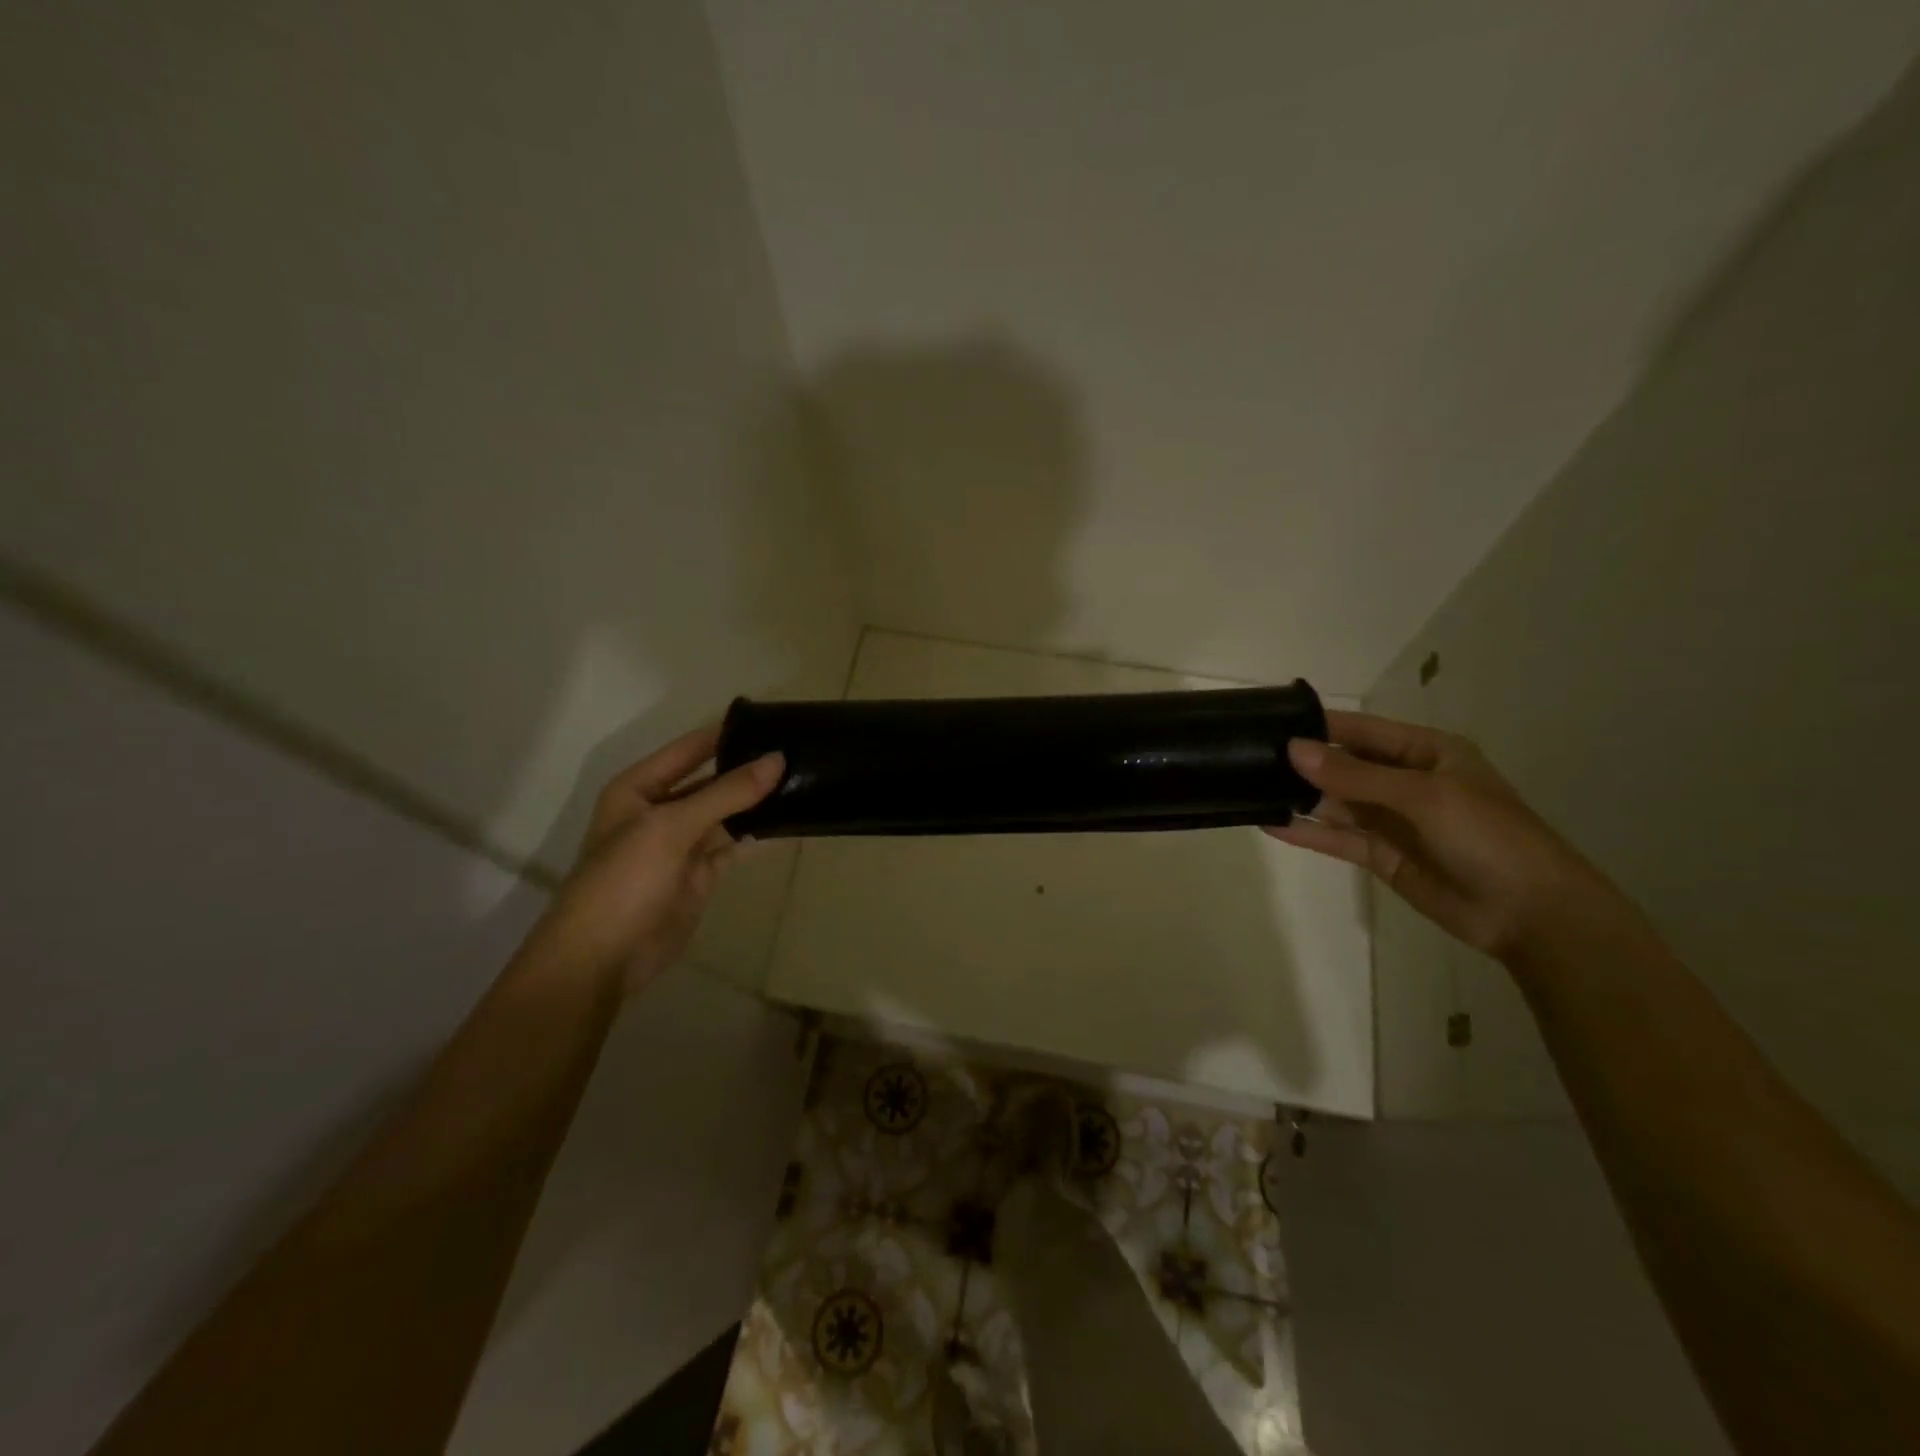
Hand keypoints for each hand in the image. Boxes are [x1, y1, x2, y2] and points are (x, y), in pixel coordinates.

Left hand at [529, 725, 784, 990]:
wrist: (603, 958)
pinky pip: (734, 847)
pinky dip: (758, 837)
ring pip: (727, 814)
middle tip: (799, 752)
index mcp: (640, 788)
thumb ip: (726, 793)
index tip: (774, 721)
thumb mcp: (672, 827)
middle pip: (712, 780)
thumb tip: (777, 759)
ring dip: (758, 803)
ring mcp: (682, 844)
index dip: (728, 734)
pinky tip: (790, 824)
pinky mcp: (700, 874)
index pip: (691, 749)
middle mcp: (661, 810)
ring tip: (804, 782)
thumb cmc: (624, 879)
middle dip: (749, 769)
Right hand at [1266, 710, 1621, 961]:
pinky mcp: (1381, 855)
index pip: (1361, 730)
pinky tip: (1270, 824)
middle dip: (1302, 762)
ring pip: (1335, 802)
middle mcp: (1405, 781)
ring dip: (1299, 797)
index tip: (1269, 721)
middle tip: (1249, 756)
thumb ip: (1354, 775)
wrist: (1532, 914)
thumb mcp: (1423, 796)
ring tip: (1249, 787)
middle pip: (1344, 765)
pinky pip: (1337, 837)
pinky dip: (1306, 832)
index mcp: (1426, 752)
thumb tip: (1292, 749)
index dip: (1318, 725)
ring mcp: (1392, 819)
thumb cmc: (1488, 837)